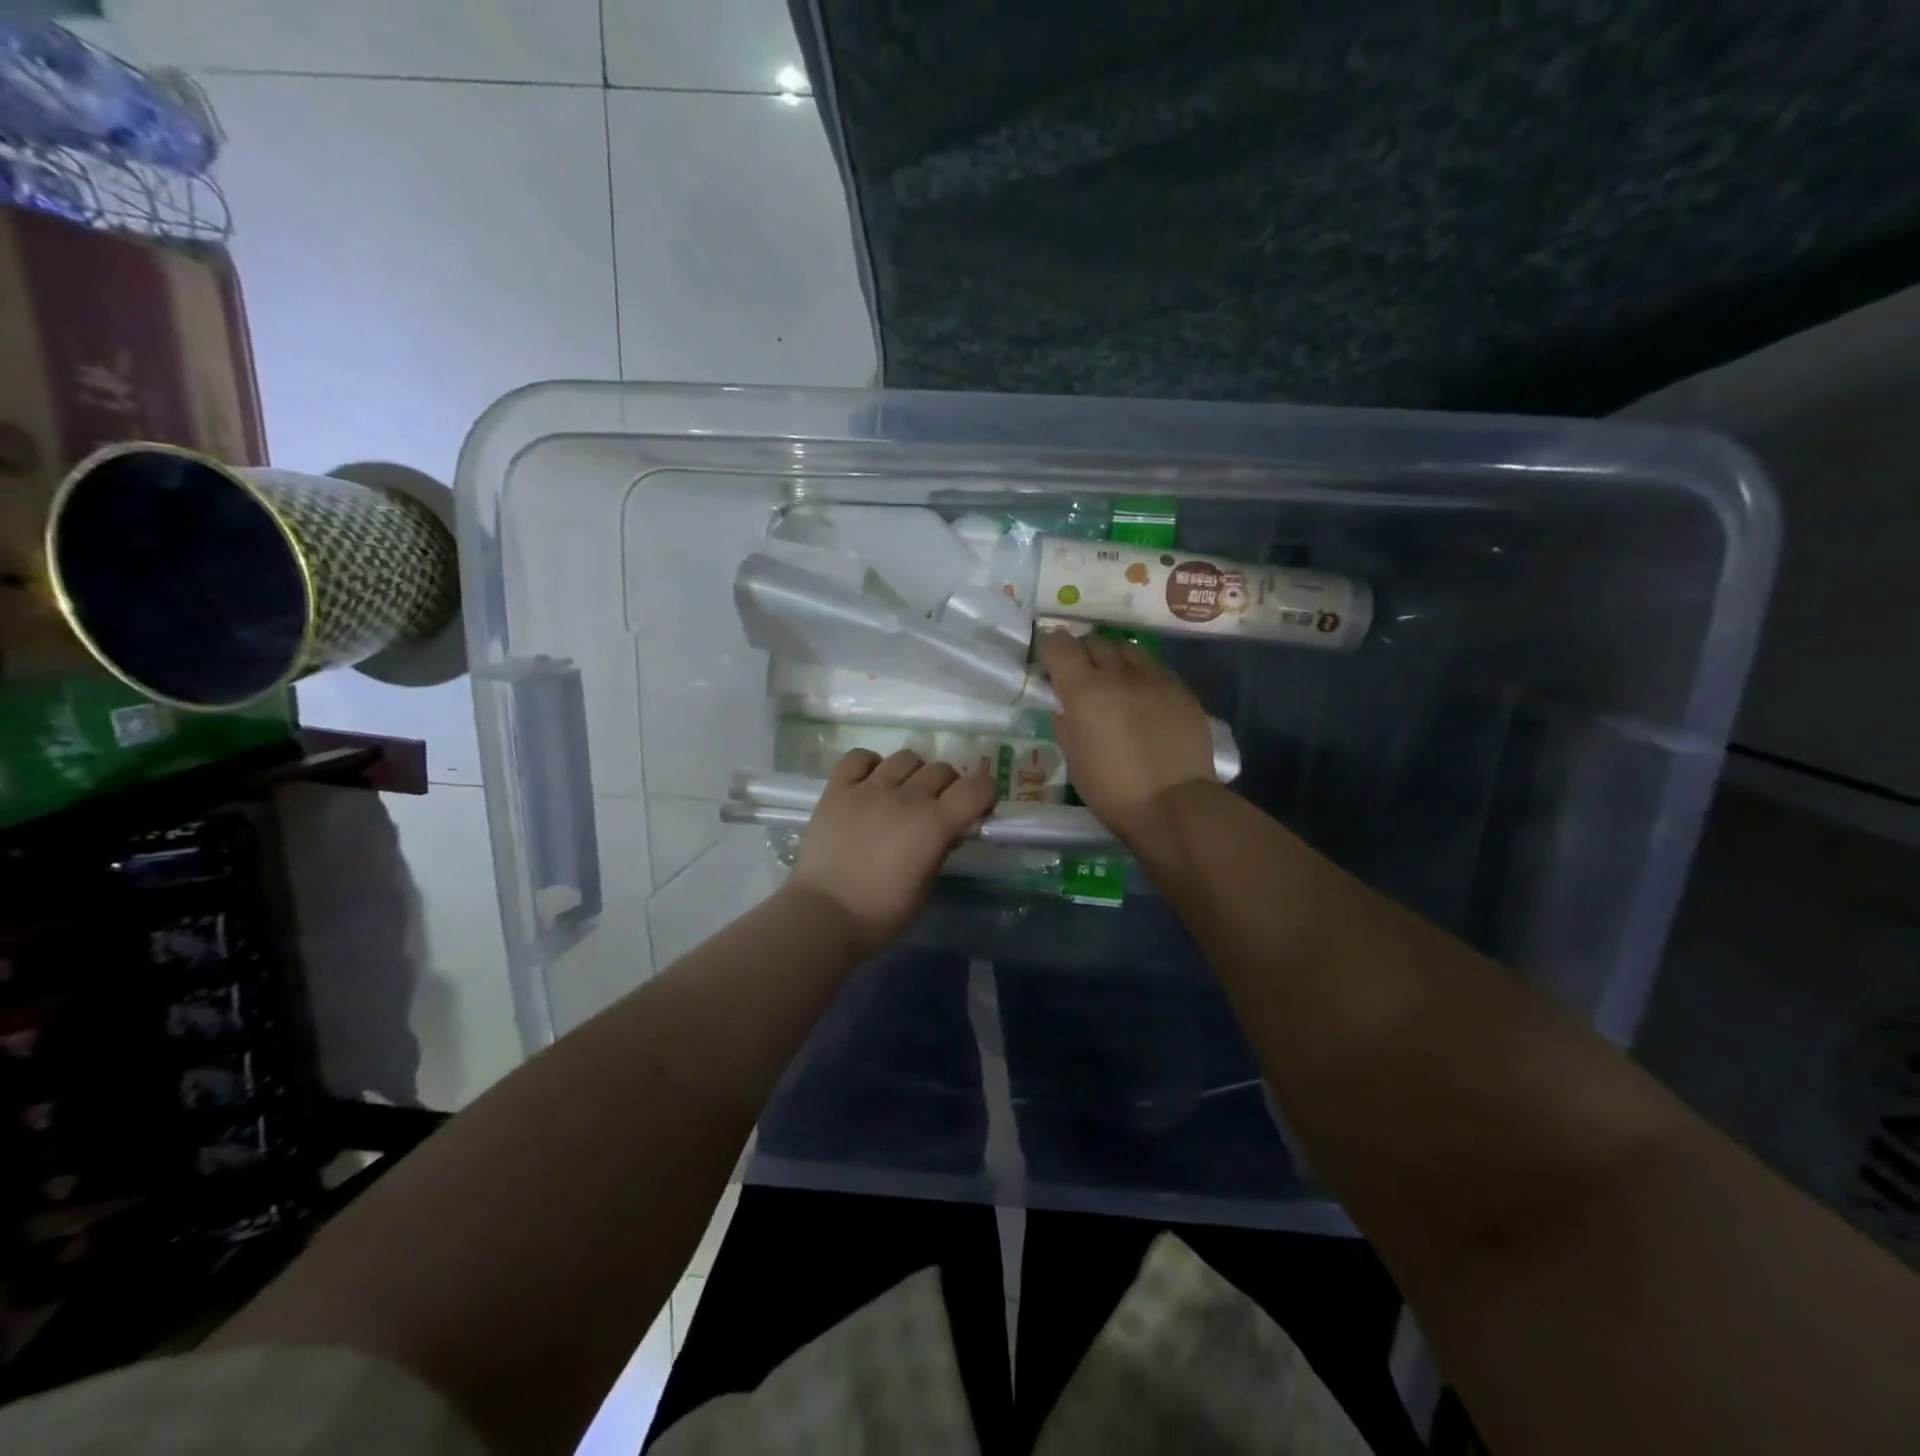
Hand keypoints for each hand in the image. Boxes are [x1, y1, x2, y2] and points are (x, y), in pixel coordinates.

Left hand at [785, 749, 997, 958]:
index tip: (979, 807)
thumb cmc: (882, 912)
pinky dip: (871, 765)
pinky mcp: (837, 789)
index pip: (976, 787)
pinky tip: (870, 783)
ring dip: (913, 773)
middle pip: (941, 769)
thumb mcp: (926, 886)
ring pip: (905, 757)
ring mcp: (868, 788)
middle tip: (939, 808)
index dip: (985, 792)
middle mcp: (905, 796)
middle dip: (949, 786)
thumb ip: (942, 849)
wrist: (823, 915)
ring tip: (903, 794)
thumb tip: (950, 829)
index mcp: (934, 823)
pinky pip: (859, 757)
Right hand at [1036, 629, 1218, 842]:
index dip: (1050, 648)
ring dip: (1114, 658)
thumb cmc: (1113, 790)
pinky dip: (1142, 673)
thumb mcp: (1074, 760)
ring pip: (1128, 649)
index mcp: (1084, 691)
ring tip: (1114, 680)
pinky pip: (1155, 667)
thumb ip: (1065, 724)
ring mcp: (1155, 678)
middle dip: (1082, 651)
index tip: (1048, 663)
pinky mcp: (1182, 690)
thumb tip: (1063, 706)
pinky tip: (1144, 695)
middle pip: (1094, 641)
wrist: (1175, 805)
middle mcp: (1118, 674)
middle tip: (1080, 674)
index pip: (1059, 645)